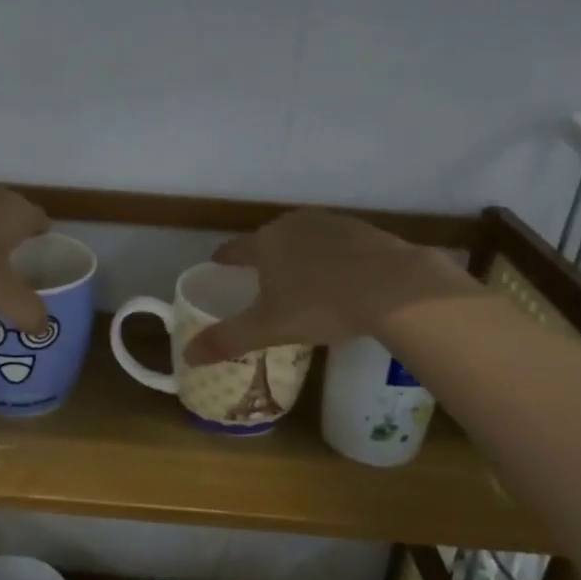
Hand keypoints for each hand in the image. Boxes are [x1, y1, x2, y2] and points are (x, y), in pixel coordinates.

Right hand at [184, 209, 477, 364]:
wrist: (393, 287)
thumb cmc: (320, 305)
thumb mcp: (269, 328)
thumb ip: (227, 340)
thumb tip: (187, 356)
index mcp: (265, 242)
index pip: (234, 249)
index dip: (225, 259)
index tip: (219, 265)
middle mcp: (294, 224)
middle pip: (270, 240)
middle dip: (264, 258)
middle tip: (262, 281)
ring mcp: (332, 224)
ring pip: (305, 239)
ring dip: (299, 256)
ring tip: (301, 280)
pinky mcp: (365, 231)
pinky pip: (337, 245)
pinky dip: (332, 259)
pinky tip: (341, 279)